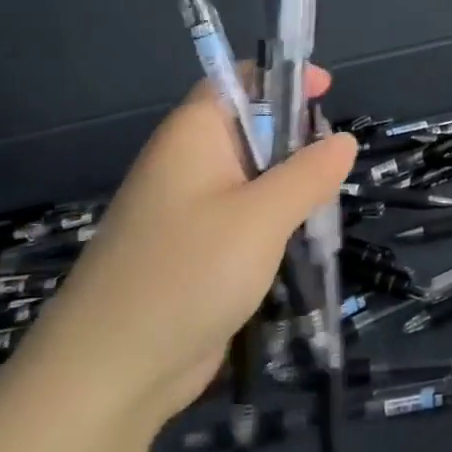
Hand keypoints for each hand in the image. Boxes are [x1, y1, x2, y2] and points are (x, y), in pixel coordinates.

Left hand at [10, 68, 357, 438]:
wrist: (109, 373)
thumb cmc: (188, 273)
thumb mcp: (262, 217)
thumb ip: (308, 173)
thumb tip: (342, 140)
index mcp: (193, 136)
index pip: (238, 82)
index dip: (282, 78)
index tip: (327, 91)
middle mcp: (187, 164)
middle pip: (250, 130)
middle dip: (296, 141)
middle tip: (333, 168)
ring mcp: (187, 211)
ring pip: (252, 179)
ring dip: (290, 189)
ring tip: (324, 212)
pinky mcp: (193, 253)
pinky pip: (244, 220)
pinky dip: (274, 224)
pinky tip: (299, 246)